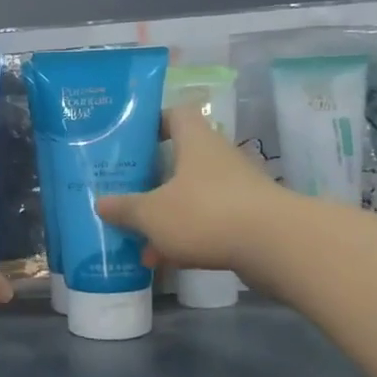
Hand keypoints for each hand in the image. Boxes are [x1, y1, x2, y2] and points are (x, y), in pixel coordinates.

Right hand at [95, 105, 283, 274]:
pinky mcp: (249, 220)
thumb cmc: (206, 213)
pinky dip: (187, 237)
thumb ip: (125, 208)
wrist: (276, 246)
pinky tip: (166, 261)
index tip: (130, 140)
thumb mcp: (152, 214)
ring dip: (167, 215)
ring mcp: (237, 190)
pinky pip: (209, 222)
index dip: (152, 123)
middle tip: (126, 194)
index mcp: (195, 142)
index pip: (175, 115)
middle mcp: (218, 158)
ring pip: (193, 196)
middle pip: (181, 160)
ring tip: (139, 241)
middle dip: (153, 180)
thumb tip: (100, 203)